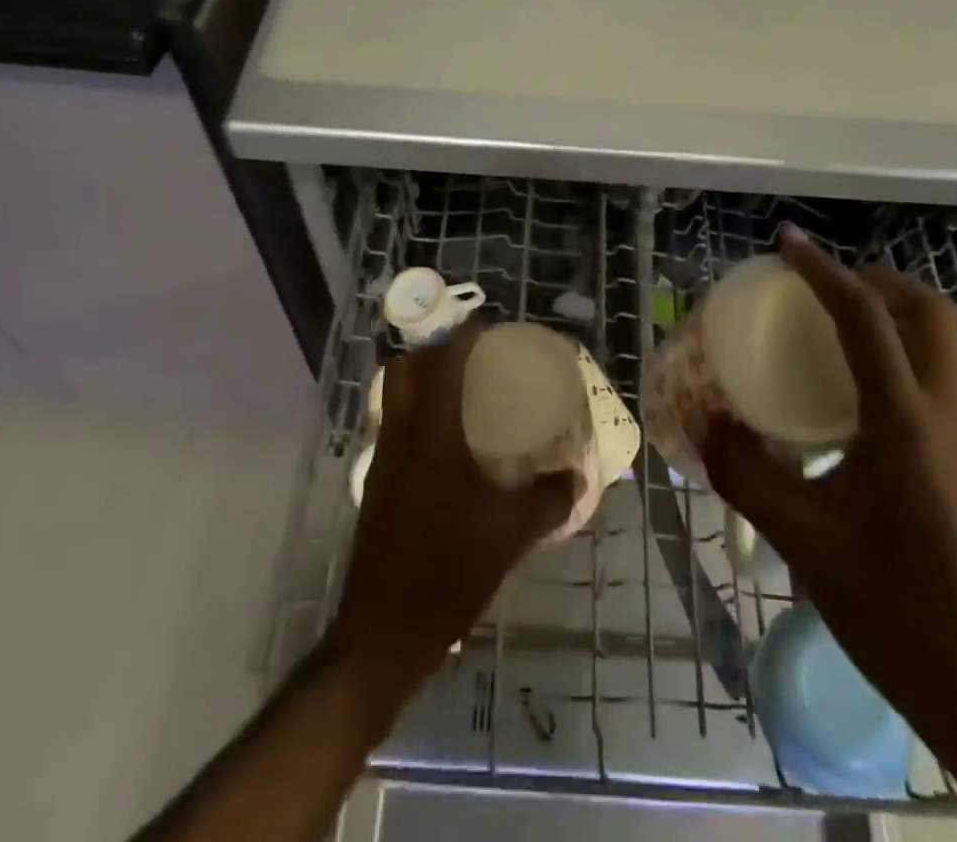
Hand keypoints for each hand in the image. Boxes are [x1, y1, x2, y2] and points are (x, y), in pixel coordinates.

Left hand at [329, 321, 575, 697]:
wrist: (385, 630)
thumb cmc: (449, 569)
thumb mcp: (510, 533)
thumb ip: (548, 498)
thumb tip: (578, 475)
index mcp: (431, 434)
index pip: (441, 363)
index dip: (461, 336)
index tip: (487, 327)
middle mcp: (400, 434)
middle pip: (405, 368)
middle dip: (434, 350)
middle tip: (472, 356)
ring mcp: (383, 458)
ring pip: (395, 395)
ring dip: (422, 379)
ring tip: (462, 389)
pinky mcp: (378, 481)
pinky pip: (395, 422)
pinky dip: (417, 410)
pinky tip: (448, 439)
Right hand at [693, 227, 956, 758]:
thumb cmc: (889, 603)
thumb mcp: (800, 536)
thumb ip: (744, 471)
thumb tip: (704, 423)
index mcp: (904, 420)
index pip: (865, 318)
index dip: (823, 271)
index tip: (787, 241)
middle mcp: (942, 411)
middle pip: (927, 311)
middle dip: (875, 280)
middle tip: (821, 284)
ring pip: (938, 340)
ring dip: (890, 312)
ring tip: (830, 323)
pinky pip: (932, 374)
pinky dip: (895, 350)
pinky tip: (850, 389)